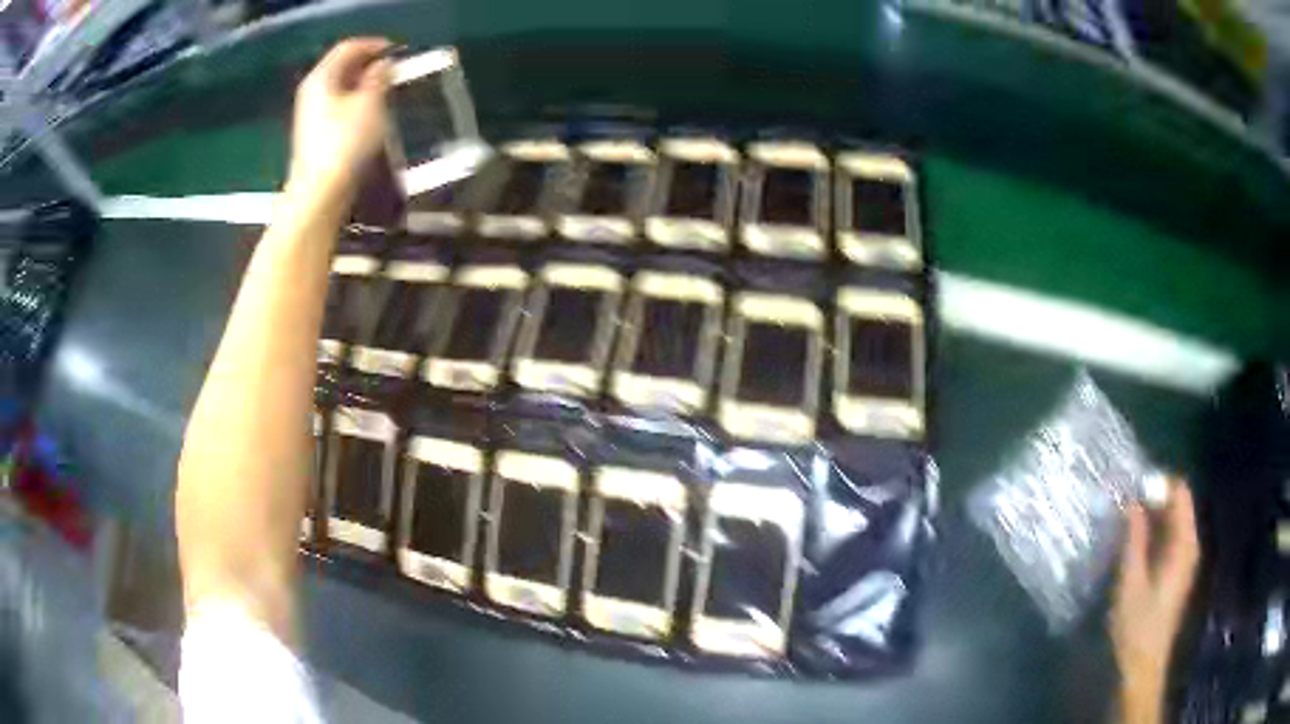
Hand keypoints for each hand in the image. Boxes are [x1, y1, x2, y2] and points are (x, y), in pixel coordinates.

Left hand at [286, 38, 393, 206]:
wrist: (319, 192)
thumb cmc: (345, 142)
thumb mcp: (370, 103)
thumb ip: (379, 78)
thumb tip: (383, 64)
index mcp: (322, 77)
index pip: (347, 48)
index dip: (373, 44)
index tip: (396, 49)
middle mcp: (311, 91)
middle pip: (340, 66)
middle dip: (366, 63)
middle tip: (392, 68)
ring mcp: (309, 114)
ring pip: (338, 86)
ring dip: (361, 83)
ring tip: (384, 88)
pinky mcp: (313, 134)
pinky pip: (335, 105)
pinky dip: (353, 100)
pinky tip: (368, 111)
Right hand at [1111, 481, 1199, 722]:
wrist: (1143, 666)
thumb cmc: (1137, 626)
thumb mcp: (1131, 582)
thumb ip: (1134, 539)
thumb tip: (1132, 500)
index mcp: (1184, 543)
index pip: (1180, 493)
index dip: (1160, 482)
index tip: (1134, 484)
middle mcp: (1190, 545)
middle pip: (1178, 505)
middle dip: (1154, 497)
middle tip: (1126, 500)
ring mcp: (1185, 559)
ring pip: (1173, 521)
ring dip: (1153, 516)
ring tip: (1126, 519)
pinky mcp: (1177, 572)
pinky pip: (1170, 538)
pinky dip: (1155, 533)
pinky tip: (1136, 543)